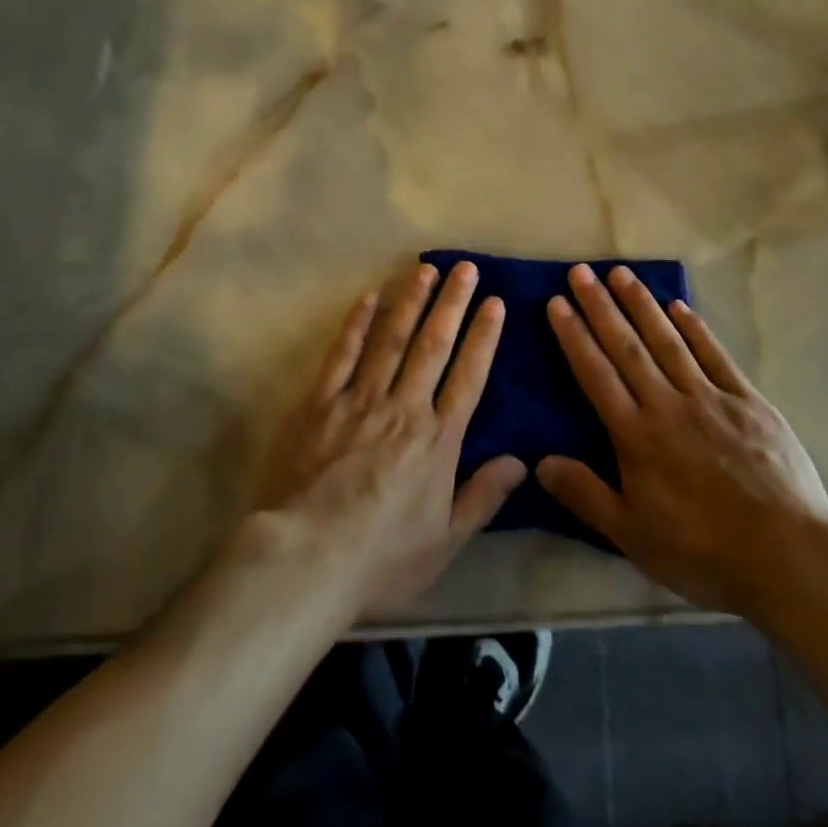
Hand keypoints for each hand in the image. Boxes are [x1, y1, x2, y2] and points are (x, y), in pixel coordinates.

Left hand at [250, 260, 526, 615]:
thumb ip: (483, 496)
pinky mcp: (319, 402)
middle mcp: (404, 407)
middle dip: (452, 303)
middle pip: (433, 345)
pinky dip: (357, 324)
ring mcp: (360, 399)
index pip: (468, 376)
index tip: (494, 301)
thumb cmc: (380, 558)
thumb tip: (522, 461)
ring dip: (410, 301)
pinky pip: (342, 354)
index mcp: (437, 439)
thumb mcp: (445, 541)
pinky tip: (369, 297)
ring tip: (425, 268)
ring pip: (391, 339)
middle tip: (465, 267)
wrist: (305, 559)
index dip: (483, 336)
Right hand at [536, 264, 827, 618]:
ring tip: (620, 272)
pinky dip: (695, 328)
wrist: (786, 554)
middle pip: (627, 346)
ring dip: (641, 304)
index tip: (557, 302)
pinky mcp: (747, 400)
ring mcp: (710, 397)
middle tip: (580, 271)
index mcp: (636, 435)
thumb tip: (539, 461)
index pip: (596, 374)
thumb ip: (585, 495)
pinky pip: (714, 355)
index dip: (574, 336)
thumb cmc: (702, 550)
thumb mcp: (632, 536)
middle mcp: (667, 404)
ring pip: (667, 340)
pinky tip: (678, 306)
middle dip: (600, 306)